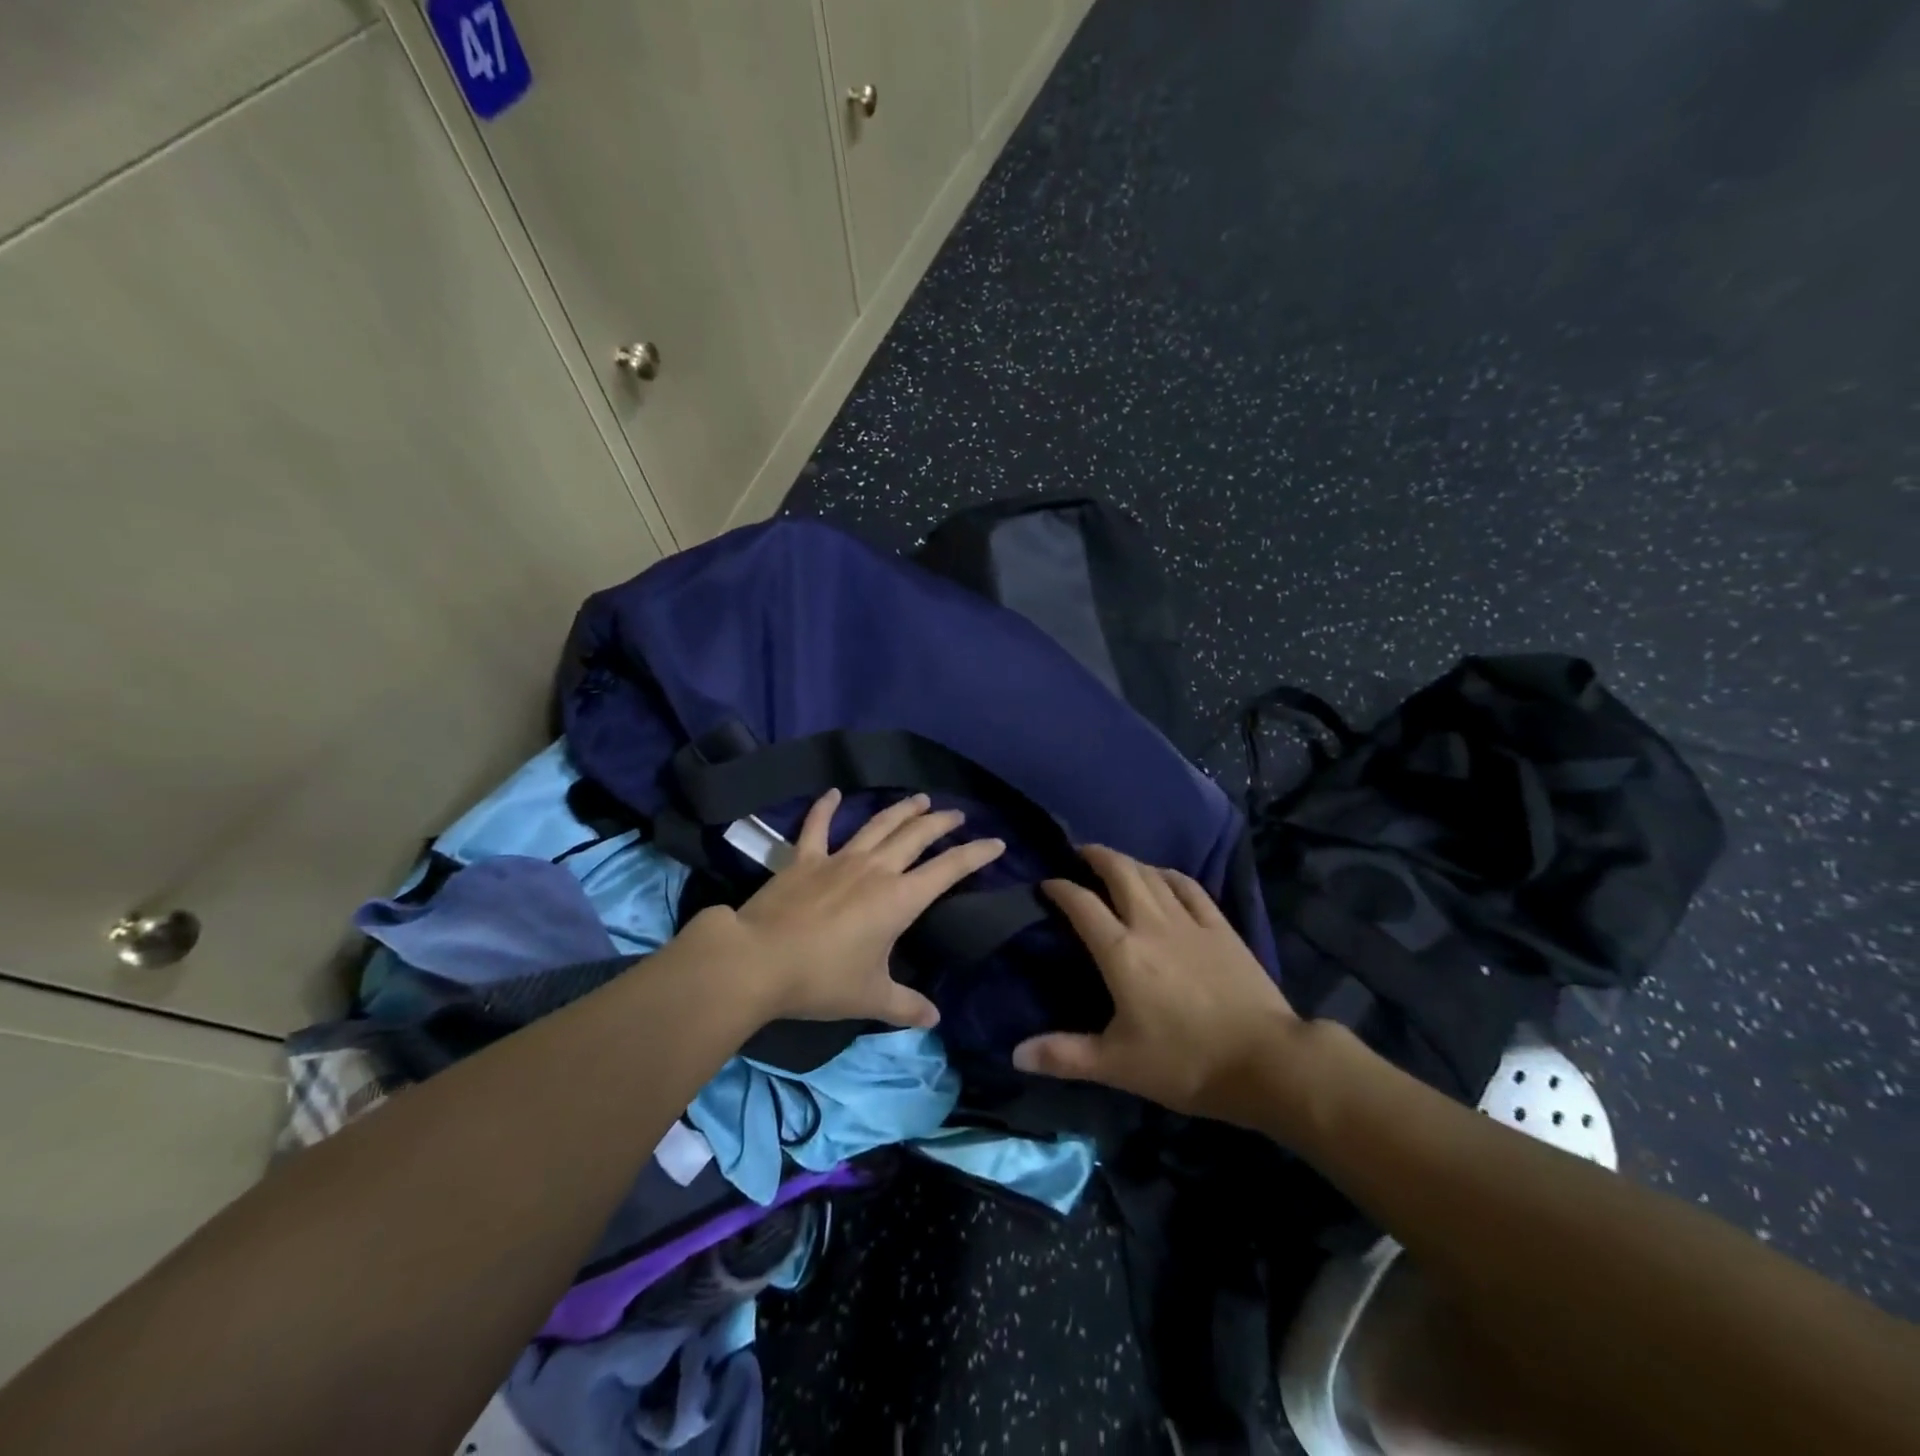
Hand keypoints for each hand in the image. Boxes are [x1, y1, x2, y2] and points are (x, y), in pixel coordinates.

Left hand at [697, 789, 1005, 1028]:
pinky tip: (833, 792)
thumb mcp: (871, 998)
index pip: (949, 869)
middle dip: (941, 823)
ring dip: (901, 809)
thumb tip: (934, 1019)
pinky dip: (825, 807)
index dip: (976, 854)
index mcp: (899, 898)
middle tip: (957, 814)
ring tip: (919, 798)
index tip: (997, 842)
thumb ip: (906, 1006)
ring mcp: (838, 859)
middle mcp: (875, 869)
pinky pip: (817, 826)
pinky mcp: (804, 859)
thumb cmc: (822, 979)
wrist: (759, 960)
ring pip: (878, 824)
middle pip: (916, 835)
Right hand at [1012, 845, 1302, 1121]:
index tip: (1046, 883)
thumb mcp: (1117, 1066)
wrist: (1265, 1061)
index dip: (1059, 888)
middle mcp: (1151, 924)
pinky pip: (1190, 886)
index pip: (1081, 904)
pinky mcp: (1220, 927)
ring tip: (1115, 862)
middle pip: (1119, 872)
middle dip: (1095, 856)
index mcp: (1121, 952)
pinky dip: (1169, 874)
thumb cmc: (1185, 1063)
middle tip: (1079, 853)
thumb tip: (1015, 1054)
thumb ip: (1064, 1055)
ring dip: (1129, 862)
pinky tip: (1163, 875)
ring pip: (1152, 874)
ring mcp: (1189, 921)